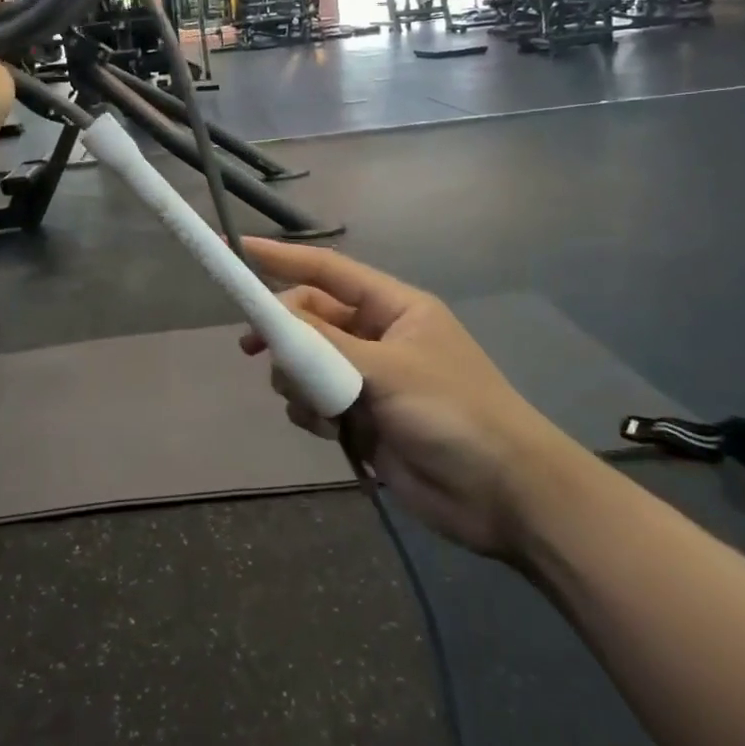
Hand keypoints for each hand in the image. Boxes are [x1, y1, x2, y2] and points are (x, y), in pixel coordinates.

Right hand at [240, 238, 589, 562]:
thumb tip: (275, 315)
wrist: (504, 496)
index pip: (329, 270)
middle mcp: (378, 337)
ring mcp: (370, 380)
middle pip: (313, 318)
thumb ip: (324, 343)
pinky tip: (328, 430)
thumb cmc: (453, 413)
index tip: (240, 249)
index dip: (284, 257)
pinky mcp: (363, 421)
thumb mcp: (387, 370)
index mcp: (394, 308)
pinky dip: (311, 412)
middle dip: (284, 333)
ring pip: (308, 363)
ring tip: (313, 404)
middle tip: (251, 349)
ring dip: (298, 380)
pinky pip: (317, 402)